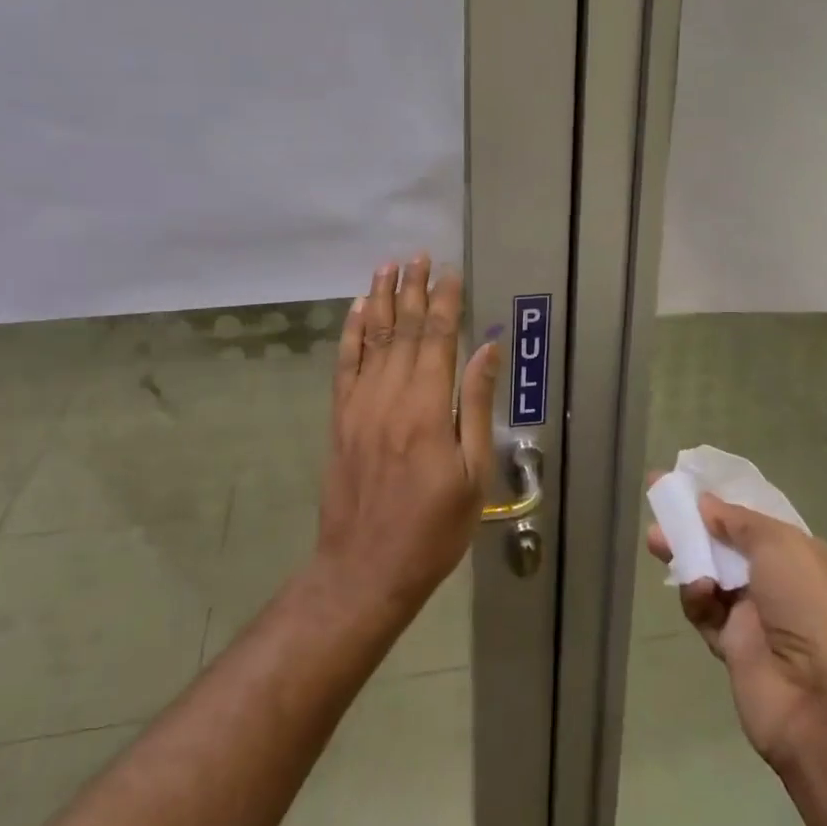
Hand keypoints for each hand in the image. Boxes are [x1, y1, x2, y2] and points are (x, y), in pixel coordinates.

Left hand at [319, 256, 497, 615]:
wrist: (364, 569)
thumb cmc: (432, 529)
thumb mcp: (472, 474)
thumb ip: (476, 406)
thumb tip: (486, 350)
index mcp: (428, 408)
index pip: (437, 338)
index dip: (445, 302)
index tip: (451, 272)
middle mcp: (389, 396)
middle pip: (401, 329)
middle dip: (412, 289)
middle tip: (419, 256)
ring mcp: (359, 405)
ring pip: (370, 338)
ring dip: (379, 299)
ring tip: (388, 267)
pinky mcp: (340, 418)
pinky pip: (344, 364)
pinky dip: (350, 333)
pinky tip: (355, 310)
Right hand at [646, 491, 826, 771]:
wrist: (821, 700)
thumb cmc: (809, 605)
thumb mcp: (780, 544)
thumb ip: (738, 520)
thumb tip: (706, 503)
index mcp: (803, 557)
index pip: (756, 522)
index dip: (722, 502)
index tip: (688, 485)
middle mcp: (781, 585)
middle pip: (727, 546)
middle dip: (694, 527)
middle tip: (660, 507)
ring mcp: (757, 618)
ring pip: (710, 576)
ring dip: (685, 557)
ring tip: (655, 540)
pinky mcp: (733, 648)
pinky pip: (705, 612)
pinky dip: (696, 598)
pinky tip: (696, 590)